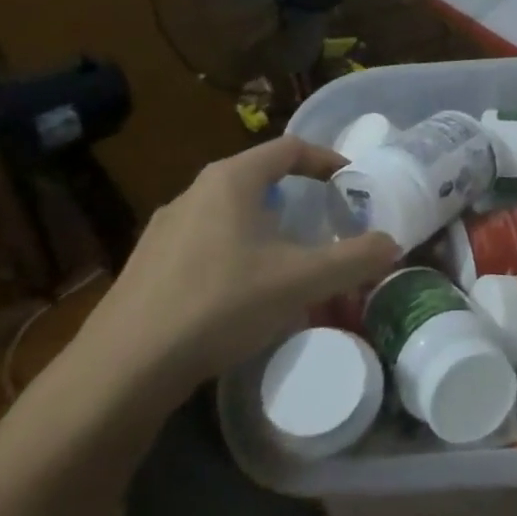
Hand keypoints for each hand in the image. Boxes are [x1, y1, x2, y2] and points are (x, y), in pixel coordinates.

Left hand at [73, 137, 396, 391]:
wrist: (124, 368)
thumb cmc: (221, 303)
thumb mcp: (302, 281)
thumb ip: (354, 259)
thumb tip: (392, 244)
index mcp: (231, 180)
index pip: (289, 148)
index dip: (326, 158)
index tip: (351, 179)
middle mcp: (194, 192)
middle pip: (257, 177)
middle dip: (296, 194)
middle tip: (324, 220)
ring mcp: (164, 228)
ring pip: (229, 211)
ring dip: (264, 224)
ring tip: (287, 258)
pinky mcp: (146, 264)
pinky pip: (204, 241)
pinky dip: (235, 250)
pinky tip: (241, 292)